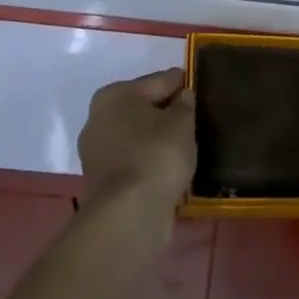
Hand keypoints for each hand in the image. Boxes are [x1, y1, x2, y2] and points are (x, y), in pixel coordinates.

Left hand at [77, 69, 195, 247]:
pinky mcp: (102, 183)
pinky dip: (150, 164)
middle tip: (195, 122)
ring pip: (138, 138)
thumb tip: (182, 97)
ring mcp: (97, 154)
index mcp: (114, 95)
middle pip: (144, 109)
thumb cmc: (156, 156)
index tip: (201, 91)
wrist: (129, 217)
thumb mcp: (182, 122)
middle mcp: (98, 119)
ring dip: (158, 141)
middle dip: (167, 114)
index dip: (182, 85)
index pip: (159, 81)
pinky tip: (170, 170)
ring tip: (187, 148)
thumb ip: (185, 104)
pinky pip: (134, 162)